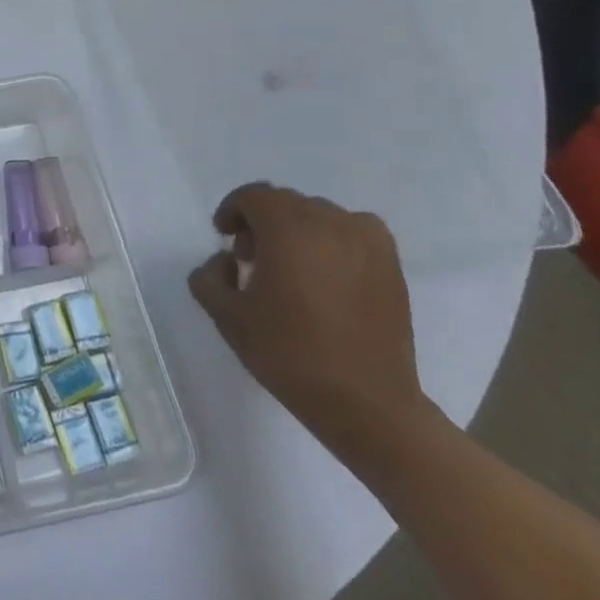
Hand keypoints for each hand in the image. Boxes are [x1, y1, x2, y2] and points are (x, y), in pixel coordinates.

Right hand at [188, 183, 435, 455]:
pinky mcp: (390, 263)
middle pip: (285, 202)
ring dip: (297, 229)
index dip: (232, 210)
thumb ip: (209, 276)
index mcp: (287, 230)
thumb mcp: (227, 316)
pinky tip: (329, 269)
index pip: (253, 196)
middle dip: (262, 221)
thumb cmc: (289, 355)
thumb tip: (225, 261)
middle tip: (251, 258)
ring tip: (291, 267)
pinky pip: (355, 229)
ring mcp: (366, 242)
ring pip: (319, 214)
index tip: (224, 236)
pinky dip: (335, 237)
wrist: (366, 403)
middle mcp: (329, 223)